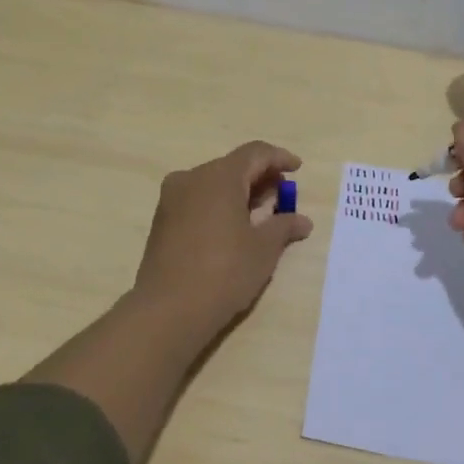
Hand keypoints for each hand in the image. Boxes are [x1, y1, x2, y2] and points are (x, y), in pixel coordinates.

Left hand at [133, 140, 314, 331]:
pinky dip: (219, 205)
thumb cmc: (224, 272)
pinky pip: (198, 200)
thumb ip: (284, 226)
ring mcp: (172, 199)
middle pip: (232, 167)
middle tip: (283, 197)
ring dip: (239, 193)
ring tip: (261, 215)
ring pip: (213, 184)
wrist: (168, 310)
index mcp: (218, 177)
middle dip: (260, 178)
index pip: (254, 153)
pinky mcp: (162, 221)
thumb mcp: (263, 249)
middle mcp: (191, 179)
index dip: (279, 158)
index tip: (297, 169)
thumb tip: (302, 220)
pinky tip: (234, 228)